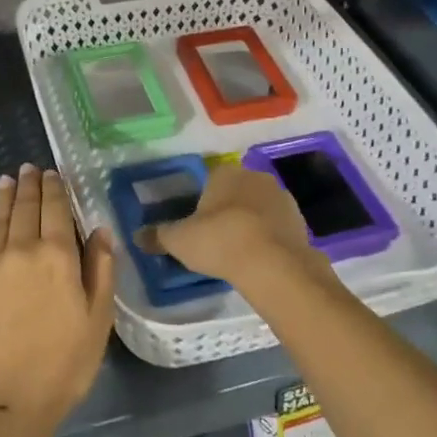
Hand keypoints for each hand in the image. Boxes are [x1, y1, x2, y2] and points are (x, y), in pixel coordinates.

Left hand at [0, 164, 114, 426]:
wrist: (8, 397)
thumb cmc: (64, 362)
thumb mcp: (99, 318)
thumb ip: (101, 269)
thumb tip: (100, 229)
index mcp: (59, 256)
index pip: (56, 209)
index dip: (55, 188)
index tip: (54, 173)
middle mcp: (22, 249)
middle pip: (26, 207)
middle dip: (30, 184)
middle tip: (30, 168)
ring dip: (5, 194)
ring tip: (9, 178)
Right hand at [140, 161, 325, 286]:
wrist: (274, 264)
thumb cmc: (220, 241)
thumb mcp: (179, 241)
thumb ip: (158, 236)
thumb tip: (136, 235)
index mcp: (225, 172)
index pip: (209, 179)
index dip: (201, 201)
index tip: (196, 223)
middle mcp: (255, 176)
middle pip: (235, 192)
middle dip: (227, 210)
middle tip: (214, 238)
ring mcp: (282, 197)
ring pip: (258, 208)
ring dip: (250, 223)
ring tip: (237, 251)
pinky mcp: (300, 221)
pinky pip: (276, 226)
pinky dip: (268, 237)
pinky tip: (258, 258)